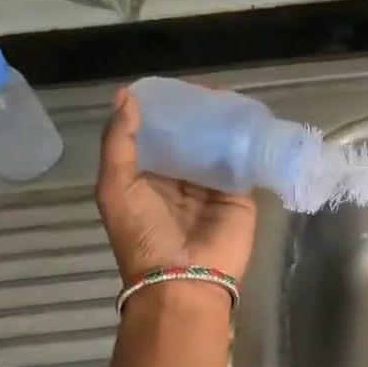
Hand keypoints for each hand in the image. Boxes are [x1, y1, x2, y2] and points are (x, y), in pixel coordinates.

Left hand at [96, 87, 257, 281]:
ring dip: (223, 125)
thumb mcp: (116, 187)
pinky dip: (246, 143)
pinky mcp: (240, 195)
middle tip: (208, 87)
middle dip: (197, 115)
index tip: (174, 87)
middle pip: (190, 138)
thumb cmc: (144, 235)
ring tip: (231, 97)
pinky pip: (243, 163)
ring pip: (217, 147)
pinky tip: (251, 120)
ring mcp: (212, 187)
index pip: (157, 136)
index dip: (164, 112)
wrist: (184, 279)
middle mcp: (180, 179)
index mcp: (147, 177)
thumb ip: (119, 142)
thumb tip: (126, 94)